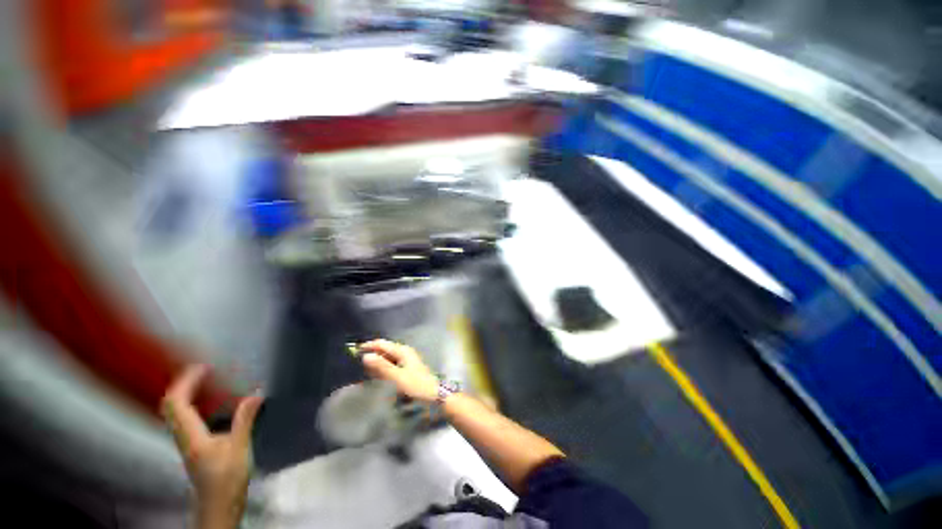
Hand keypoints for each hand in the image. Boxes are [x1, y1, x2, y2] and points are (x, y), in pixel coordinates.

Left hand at [161, 365, 262, 528]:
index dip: (185, 382)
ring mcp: (186, 442)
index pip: (177, 403)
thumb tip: (256, 394)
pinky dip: (193, 404)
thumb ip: (244, 421)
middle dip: (182, 384)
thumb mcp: (239, 449)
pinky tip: (210, 403)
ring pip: (176, 413)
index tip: (202, 366)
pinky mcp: (193, 446)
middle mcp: (183, 437)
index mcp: (191, 436)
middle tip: (202, 370)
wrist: (218, 507)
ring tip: (205, 381)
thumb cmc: (227, 479)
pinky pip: (185, 419)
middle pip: (170, 406)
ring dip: (186, 393)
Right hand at [360, 339, 438, 402]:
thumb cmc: (416, 386)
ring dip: (375, 363)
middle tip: (355, 363)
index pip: (381, 344)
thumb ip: (382, 367)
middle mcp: (404, 353)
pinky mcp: (406, 370)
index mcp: (402, 351)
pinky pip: (390, 366)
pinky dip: (381, 370)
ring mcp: (405, 361)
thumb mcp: (397, 377)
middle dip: (371, 355)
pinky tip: (375, 377)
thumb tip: (366, 356)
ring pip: (386, 359)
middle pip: (384, 350)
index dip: (368, 346)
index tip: (352, 352)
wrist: (434, 397)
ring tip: (362, 370)